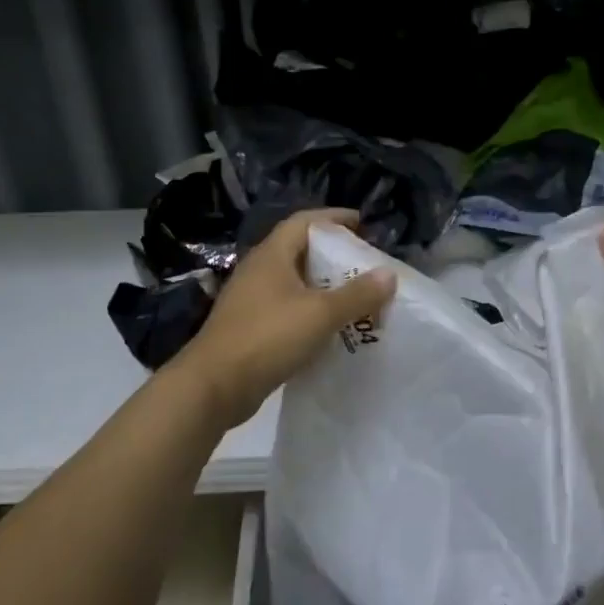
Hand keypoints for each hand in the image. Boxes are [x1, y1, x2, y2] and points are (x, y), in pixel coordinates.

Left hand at [174, 208, 396, 428]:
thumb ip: (357, 294)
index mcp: (272, 256)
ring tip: (356, 297)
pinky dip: (312, 313)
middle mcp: (259, 271)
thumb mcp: (320, 314)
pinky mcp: (251, 328)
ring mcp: (252, 301)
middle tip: (365, 265)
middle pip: (301, 251)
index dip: (334, 218)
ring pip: (295, 283)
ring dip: (324, 287)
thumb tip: (389, 274)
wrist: (214, 386)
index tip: (363, 224)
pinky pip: (289, 310)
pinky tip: (332, 329)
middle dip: (334, 255)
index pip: (305, 221)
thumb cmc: (267, 337)